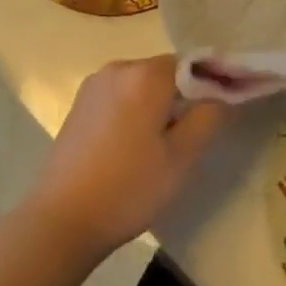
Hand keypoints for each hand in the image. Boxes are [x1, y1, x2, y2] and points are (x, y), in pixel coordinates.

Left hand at [27, 56, 226, 257]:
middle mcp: (118, 67)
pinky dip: (133, 112)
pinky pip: (119, 96)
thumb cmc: (129, 187)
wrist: (61, 220)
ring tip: (159, 147)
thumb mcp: (182, 157)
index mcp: (145, 74)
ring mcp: (94, 85)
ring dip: (156, 105)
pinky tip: (130, 148)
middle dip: (182, 97)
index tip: (220, 113)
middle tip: (189, 138)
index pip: (192, 64)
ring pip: (141, 85)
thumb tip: (223, 93)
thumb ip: (209, 116)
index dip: (211, 85)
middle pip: (165, 72)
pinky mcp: (79, 104)